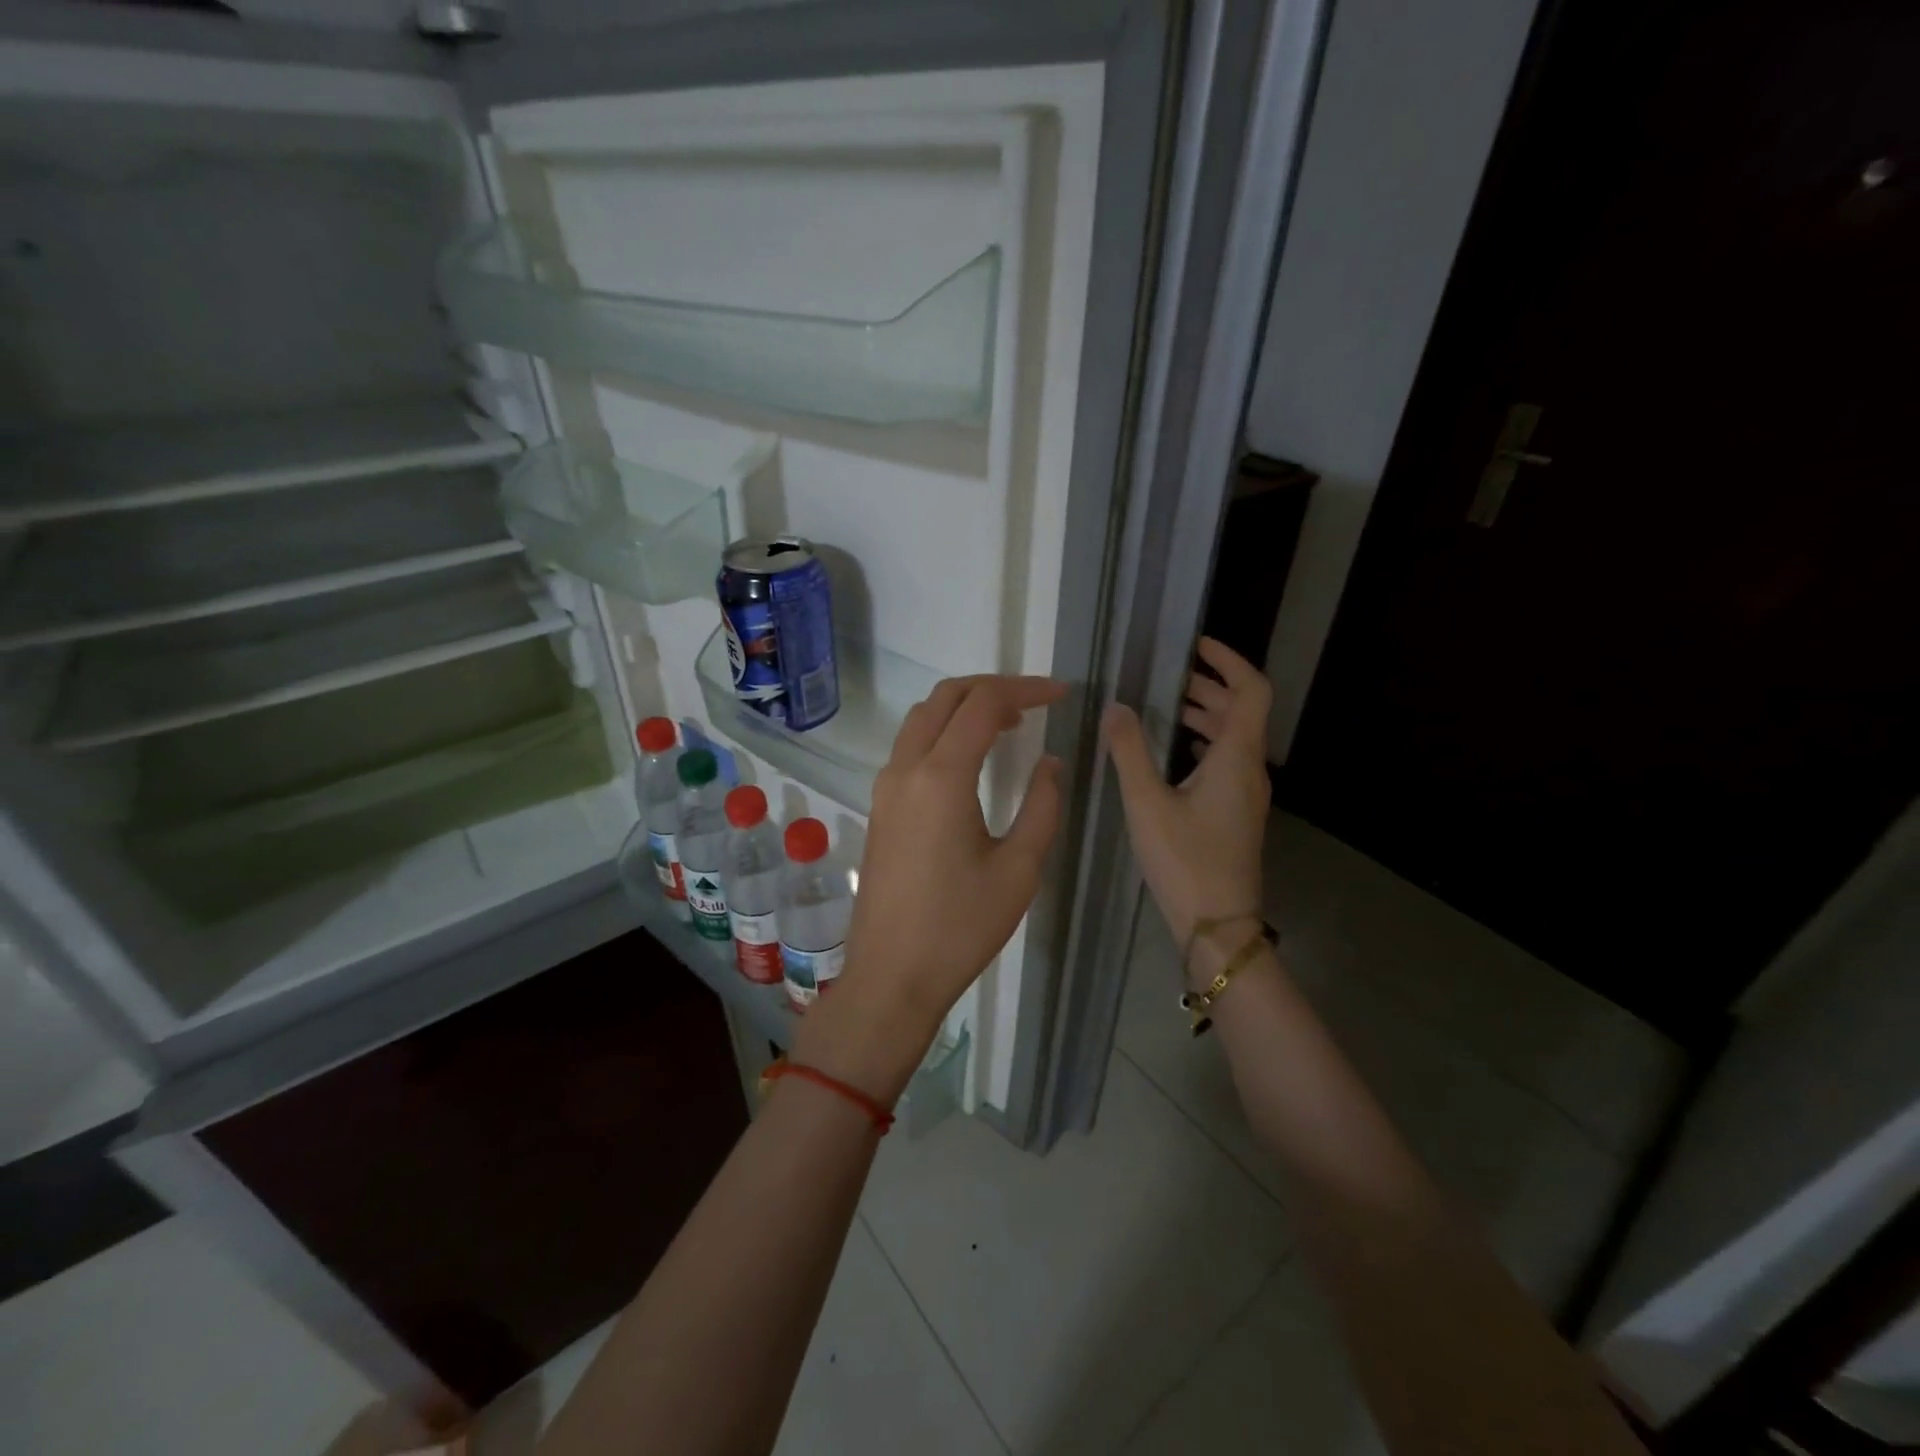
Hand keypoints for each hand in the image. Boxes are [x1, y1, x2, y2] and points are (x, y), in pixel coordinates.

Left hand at [810, 676, 1065, 1092]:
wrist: (891, 975)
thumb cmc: (960, 927)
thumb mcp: (1019, 870)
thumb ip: (1041, 806)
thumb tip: (1049, 763)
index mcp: (941, 777)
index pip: (983, 704)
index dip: (1026, 690)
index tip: (1062, 694)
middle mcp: (905, 769)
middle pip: (945, 698)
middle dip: (992, 688)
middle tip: (1036, 703)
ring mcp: (886, 787)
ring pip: (922, 718)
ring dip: (964, 707)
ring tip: (1009, 724)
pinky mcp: (880, 806)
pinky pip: (911, 746)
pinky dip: (944, 732)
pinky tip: (973, 759)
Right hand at [1102, 637, 1271, 952]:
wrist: (1217, 924)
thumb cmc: (1184, 860)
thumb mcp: (1147, 803)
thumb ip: (1129, 751)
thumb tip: (1115, 707)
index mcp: (1236, 758)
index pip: (1251, 691)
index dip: (1229, 661)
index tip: (1197, 646)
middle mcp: (1250, 770)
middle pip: (1242, 712)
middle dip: (1210, 686)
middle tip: (1171, 674)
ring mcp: (1246, 794)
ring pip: (1235, 738)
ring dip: (1208, 714)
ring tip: (1169, 705)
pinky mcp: (1237, 813)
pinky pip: (1227, 761)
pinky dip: (1205, 742)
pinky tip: (1176, 752)